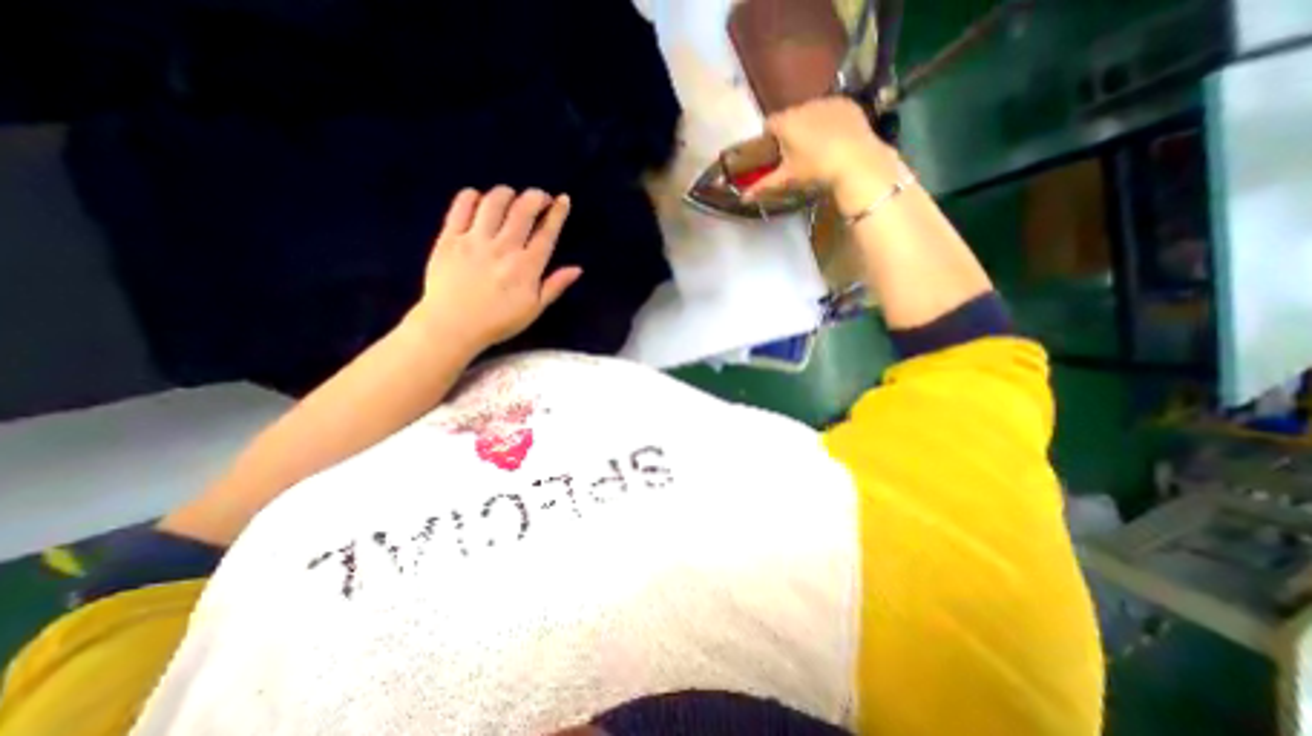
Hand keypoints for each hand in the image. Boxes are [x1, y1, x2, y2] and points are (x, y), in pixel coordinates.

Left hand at [417, 187, 581, 351]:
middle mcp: (504, 247)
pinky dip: (473, 196)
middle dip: (536, 196)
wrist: (452, 326)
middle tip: (540, 198)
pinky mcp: (450, 237)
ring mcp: (475, 240)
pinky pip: (461, 206)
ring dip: (507, 193)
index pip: (547, 232)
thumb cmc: (498, 321)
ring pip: (494, 202)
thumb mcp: (534, 309)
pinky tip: (479, 199)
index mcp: (527, 266)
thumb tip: (577, 269)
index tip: (563, 199)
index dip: (558, 212)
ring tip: (512, 197)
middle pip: (523, 210)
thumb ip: (555, 286)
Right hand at [747, 96, 901, 203]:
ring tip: (817, 146)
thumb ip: (762, 186)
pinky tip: (835, 137)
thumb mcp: (786, 179)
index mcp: (786, 122)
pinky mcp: (847, 102)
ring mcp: (827, 101)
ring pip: (811, 111)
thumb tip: (742, 198)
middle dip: (790, 130)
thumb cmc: (814, 170)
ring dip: (810, 124)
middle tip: (795, 153)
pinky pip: (832, 109)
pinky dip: (830, 120)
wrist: (855, 161)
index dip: (769, 138)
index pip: (769, 124)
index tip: (774, 153)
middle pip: (790, 116)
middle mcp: (804, 105)